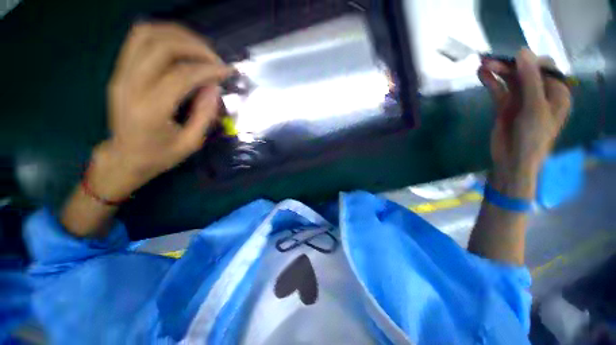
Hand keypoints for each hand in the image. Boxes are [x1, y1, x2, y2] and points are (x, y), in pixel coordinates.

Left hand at [90, 22, 231, 200]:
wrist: (125, 157)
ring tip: (199, 47)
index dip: (208, 69)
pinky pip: (137, 40)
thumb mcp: (191, 142)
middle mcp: (131, 86)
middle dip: (194, 47)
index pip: (181, 76)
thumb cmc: (160, 155)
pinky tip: (180, 46)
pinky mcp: (119, 71)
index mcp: (151, 110)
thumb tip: (214, 87)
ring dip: (177, 35)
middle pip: (161, 47)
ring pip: (146, 35)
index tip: (227, 71)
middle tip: (215, 58)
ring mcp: (120, 75)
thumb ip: (205, 114)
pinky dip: (162, 35)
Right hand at [478, 49, 570, 177]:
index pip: (544, 68)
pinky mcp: (505, 106)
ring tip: (482, 65)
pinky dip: (491, 82)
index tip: (512, 58)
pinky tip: (481, 74)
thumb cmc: (532, 137)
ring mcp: (521, 100)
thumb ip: (530, 79)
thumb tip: (522, 52)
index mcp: (556, 92)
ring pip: (510, 80)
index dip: (529, 60)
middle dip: (509, 65)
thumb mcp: (534, 107)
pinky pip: (499, 90)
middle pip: (525, 72)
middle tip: (489, 60)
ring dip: (497, 71)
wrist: (512, 160)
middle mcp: (540, 93)